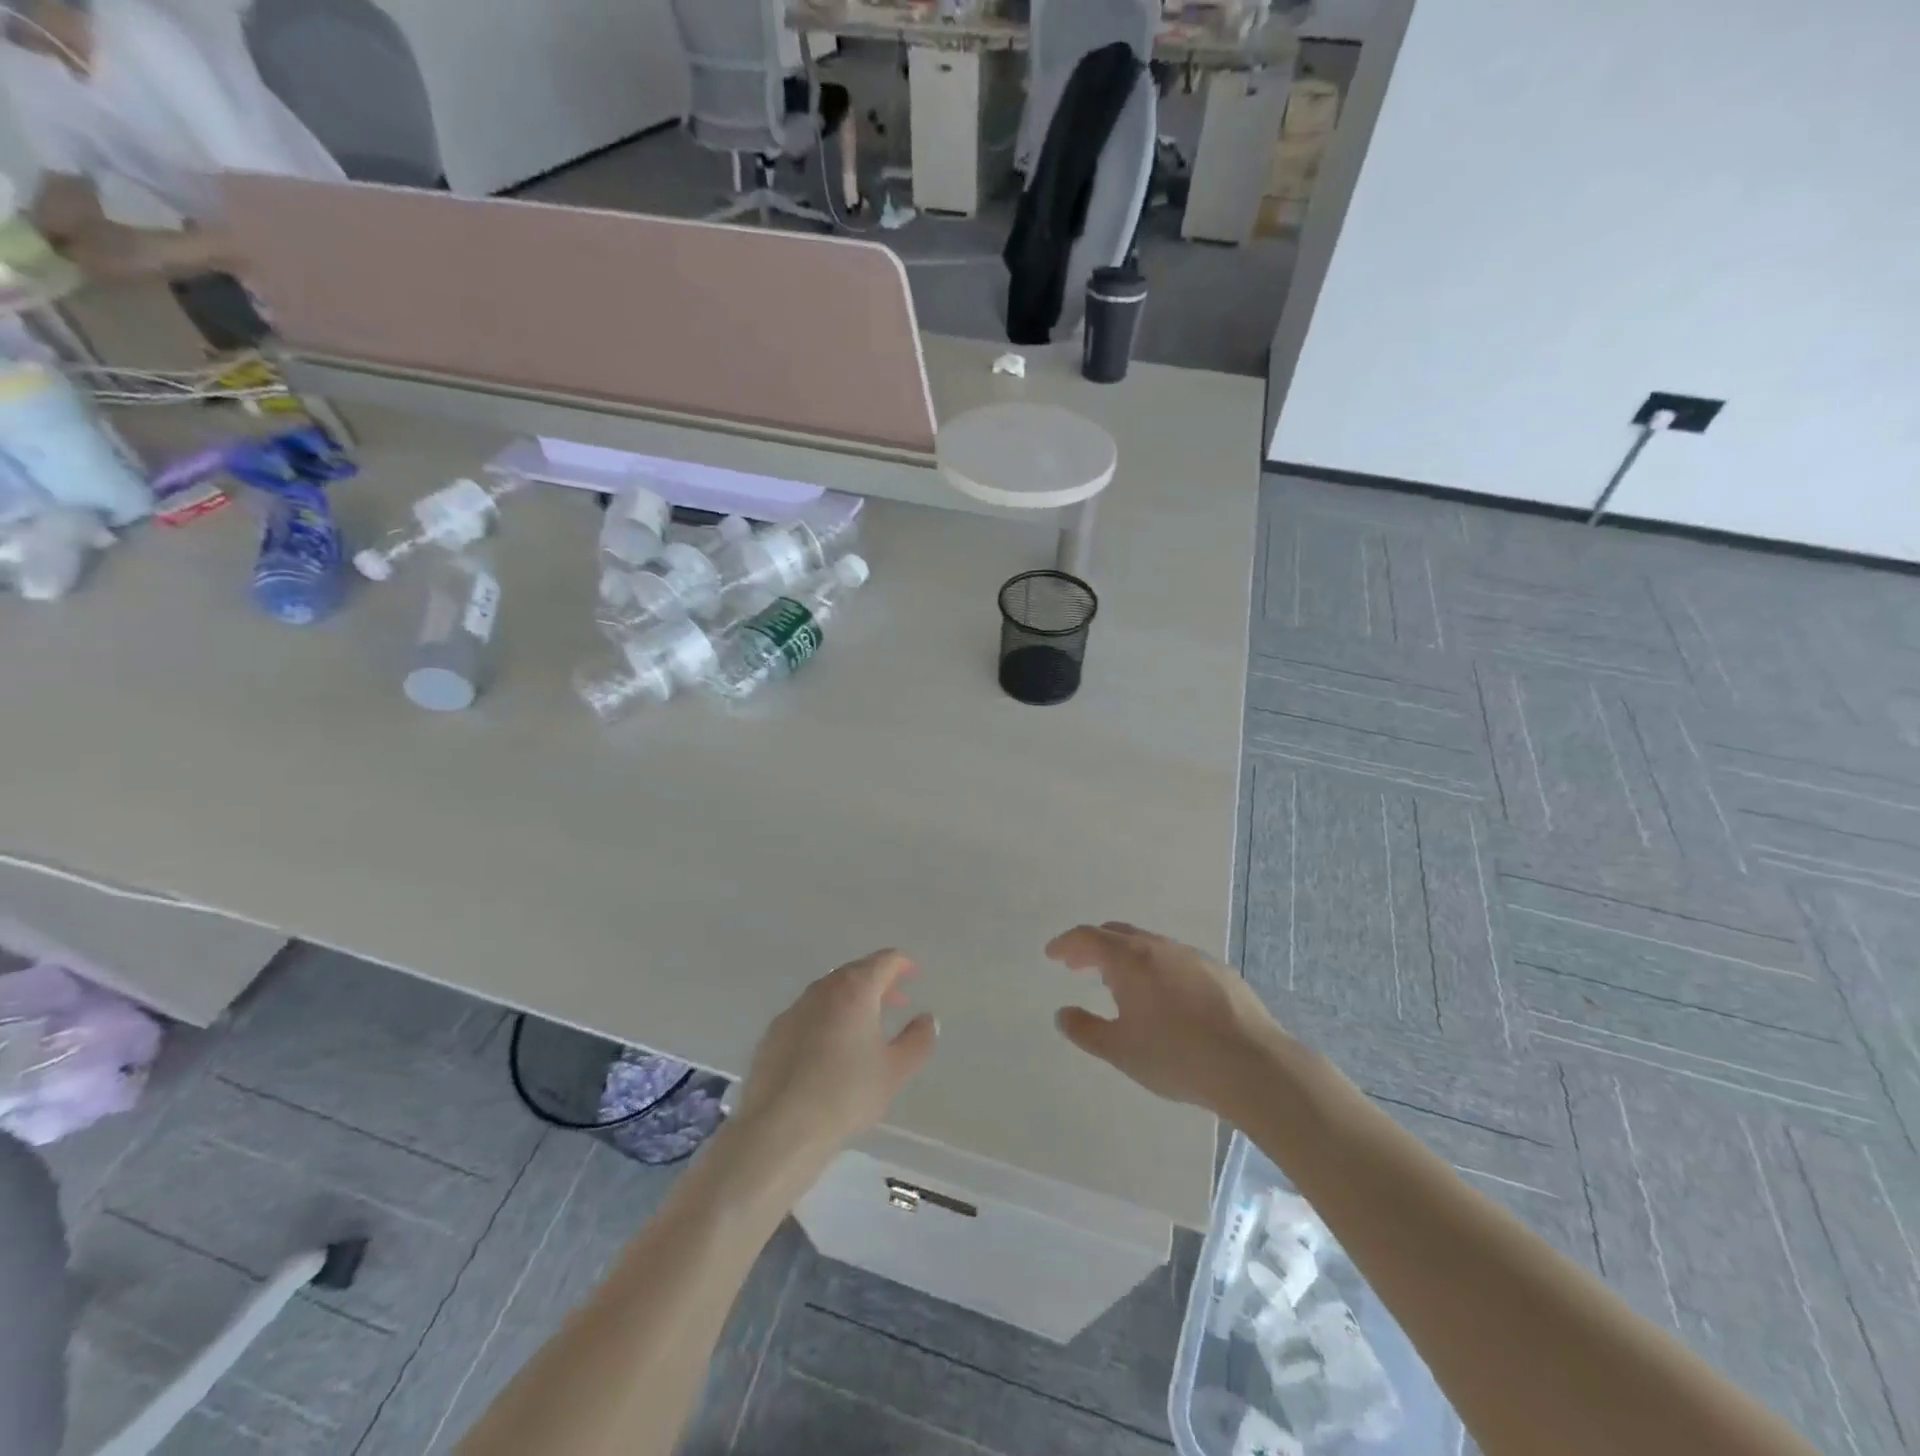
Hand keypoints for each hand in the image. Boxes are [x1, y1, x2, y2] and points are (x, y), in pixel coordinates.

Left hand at [731, 950, 936, 1163]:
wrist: (780, 1128)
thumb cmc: (846, 1094)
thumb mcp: (895, 1071)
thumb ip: (918, 1040)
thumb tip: (927, 1019)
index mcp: (854, 990)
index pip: (883, 961)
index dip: (902, 964)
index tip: (913, 975)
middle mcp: (822, 990)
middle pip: (854, 972)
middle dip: (878, 981)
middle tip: (895, 1001)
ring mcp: (793, 1010)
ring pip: (829, 992)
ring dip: (851, 999)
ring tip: (865, 1025)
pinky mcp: (773, 1034)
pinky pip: (808, 1014)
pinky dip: (826, 1018)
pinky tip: (829, 1048)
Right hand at [1046, 922, 1284, 1114]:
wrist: (1252, 1065)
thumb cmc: (1176, 1056)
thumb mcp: (1120, 1050)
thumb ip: (1085, 1030)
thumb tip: (1063, 1014)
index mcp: (1130, 959)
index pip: (1087, 938)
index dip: (1066, 944)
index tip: (1052, 954)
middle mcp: (1159, 947)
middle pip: (1117, 934)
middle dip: (1093, 947)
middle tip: (1078, 965)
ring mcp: (1192, 956)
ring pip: (1149, 945)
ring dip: (1126, 957)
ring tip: (1119, 984)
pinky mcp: (1219, 972)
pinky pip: (1175, 960)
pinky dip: (1156, 968)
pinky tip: (1164, 997)